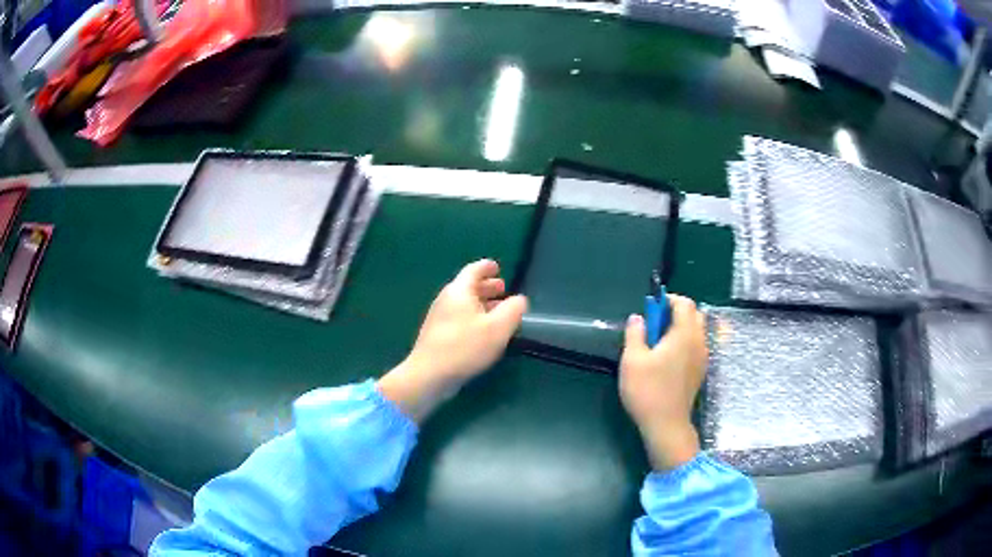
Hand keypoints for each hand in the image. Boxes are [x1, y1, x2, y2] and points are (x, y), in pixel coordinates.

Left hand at [378, 259, 527, 422]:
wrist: (429, 375)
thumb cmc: (465, 347)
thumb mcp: (498, 328)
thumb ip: (513, 310)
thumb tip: (519, 300)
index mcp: (459, 291)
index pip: (474, 270)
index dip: (487, 267)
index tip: (498, 268)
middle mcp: (446, 299)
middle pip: (468, 286)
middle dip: (487, 287)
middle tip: (503, 290)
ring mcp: (439, 317)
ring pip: (464, 303)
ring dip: (482, 304)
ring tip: (499, 312)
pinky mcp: (438, 334)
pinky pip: (459, 317)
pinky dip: (474, 317)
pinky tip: (484, 332)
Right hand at [619, 294, 707, 469]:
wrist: (666, 425)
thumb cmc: (648, 391)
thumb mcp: (632, 360)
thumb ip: (635, 333)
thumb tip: (638, 317)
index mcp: (685, 334)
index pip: (684, 303)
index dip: (667, 299)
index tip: (650, 308)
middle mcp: (699, 341)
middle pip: (694, 314)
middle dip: (675, 312)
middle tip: (654, 324)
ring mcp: (703, 357)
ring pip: (697, 330)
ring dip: (680, 327)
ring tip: (658, 342)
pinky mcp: (700, 370)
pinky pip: (696, 345)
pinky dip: (684, 341)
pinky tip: (667, 358)